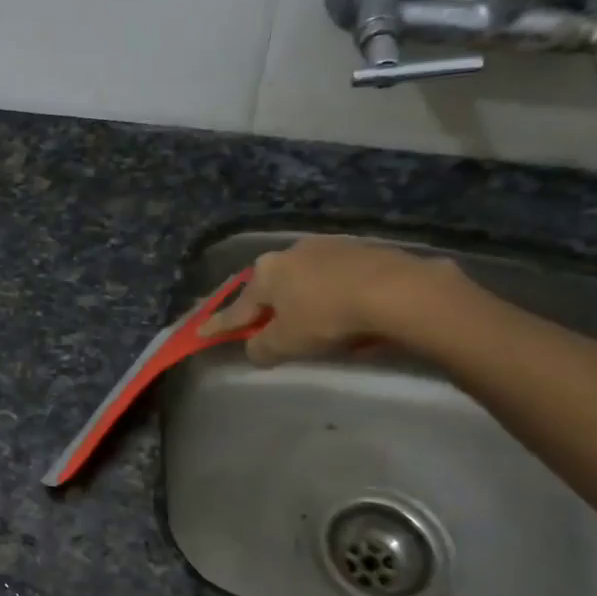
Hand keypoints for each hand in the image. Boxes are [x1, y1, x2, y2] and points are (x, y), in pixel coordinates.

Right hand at [197, 236, 466, 364]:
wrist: (395, 291)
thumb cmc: (328, 317)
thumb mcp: (287, 343)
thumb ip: (262, 347)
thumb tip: (254, 348)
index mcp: (266, 273)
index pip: (236, 307)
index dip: (218, 324)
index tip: (200, 333)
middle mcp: (289, 253)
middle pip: (270, 287)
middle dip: (265, 306)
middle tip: (263, 325)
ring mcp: (326, 247)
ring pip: (303, 278)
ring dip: (300, 298)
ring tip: (309, 320)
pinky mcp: (360, 249)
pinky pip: (334, 276)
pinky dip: (330, 292)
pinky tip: (342, 308)